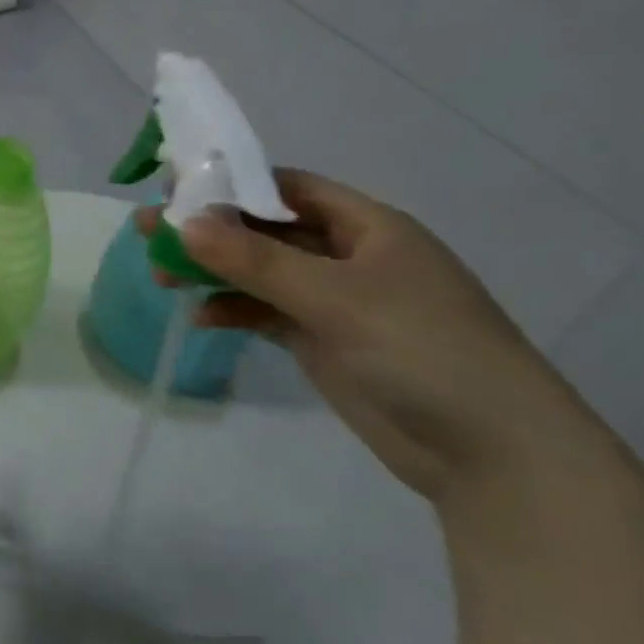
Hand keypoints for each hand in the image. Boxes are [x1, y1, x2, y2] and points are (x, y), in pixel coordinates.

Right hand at [139, 170, 590, 501]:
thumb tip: (182, 223)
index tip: (173, 187)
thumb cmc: (425, 353)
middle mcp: (348, 256)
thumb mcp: (336, 298)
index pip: (286, 187)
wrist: (496, 460)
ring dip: (211, 270)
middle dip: (208, 229)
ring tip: (160, 274)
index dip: (230, 183)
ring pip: (258, 271)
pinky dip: (231, 309)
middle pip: (263, 228)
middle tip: (148, 230)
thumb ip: (255, 260)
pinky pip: (263, 311)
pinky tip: (200, 316)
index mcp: (367, 227)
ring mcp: (334, 301)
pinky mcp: (322, 341)